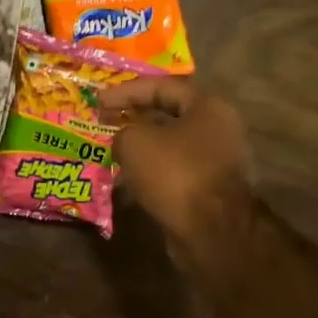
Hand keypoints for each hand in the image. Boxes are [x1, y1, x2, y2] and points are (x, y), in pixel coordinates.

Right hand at [98, 77, 254, 266]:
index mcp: (208, 108)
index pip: (163, 87)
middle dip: (135, 118)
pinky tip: (128, 179)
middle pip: (169, 115)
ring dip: (142, 147)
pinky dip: (151, 170)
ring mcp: (218, 160)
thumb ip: (123, 130)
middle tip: (106, 122)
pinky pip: (175, 170)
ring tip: (112, 150)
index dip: (127, 91)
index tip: (99, 101)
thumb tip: (124, 140)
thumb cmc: (175, 173)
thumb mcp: (135, 141)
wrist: (211, 230)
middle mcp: (219, 129)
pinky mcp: (210, 188)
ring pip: (171, 145)